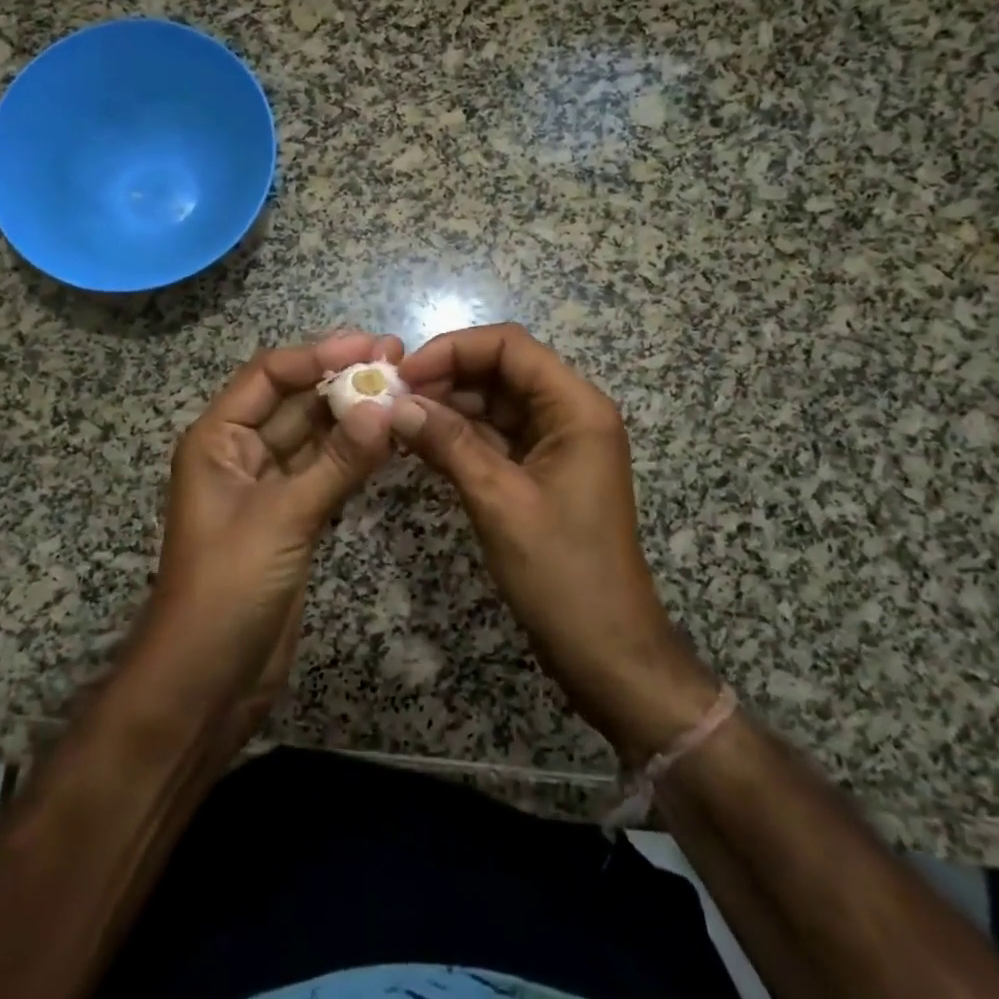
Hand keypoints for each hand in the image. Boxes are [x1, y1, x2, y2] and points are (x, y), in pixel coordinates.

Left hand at [131, 331, 399, 746]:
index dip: (318, 355)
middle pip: (295, 401)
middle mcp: (241, 453)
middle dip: (342, 379)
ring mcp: (269, 487)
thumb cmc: (227, 588)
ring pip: (315, 436)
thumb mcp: (282, 518)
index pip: (269, 375)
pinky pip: (326, 471)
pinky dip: (356, 455)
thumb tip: (385, 407)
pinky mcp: (292, 518)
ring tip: (403, 390)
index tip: (371, 346)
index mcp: (218, 439)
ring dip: (354, 415)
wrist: (206, 684)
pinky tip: (391, 439)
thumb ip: (336, 462)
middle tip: (398, 360)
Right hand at [394, 323, 714, 760]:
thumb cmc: (563, 573)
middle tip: (390, 397)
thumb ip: (448, 443)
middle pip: (501, 369)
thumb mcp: (499, 500)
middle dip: (445, 376)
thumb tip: (396, 404)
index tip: (404, 374)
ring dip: (447, 406)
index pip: (510, 346)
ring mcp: (555, 443)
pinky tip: (418, 443)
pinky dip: (458, 436)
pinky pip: (494, 437)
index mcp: (576, 407)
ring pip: (494, 403)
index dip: (453, 349)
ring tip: (395, 419)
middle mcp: (569, 413)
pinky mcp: (539, 471)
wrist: (607, 652)